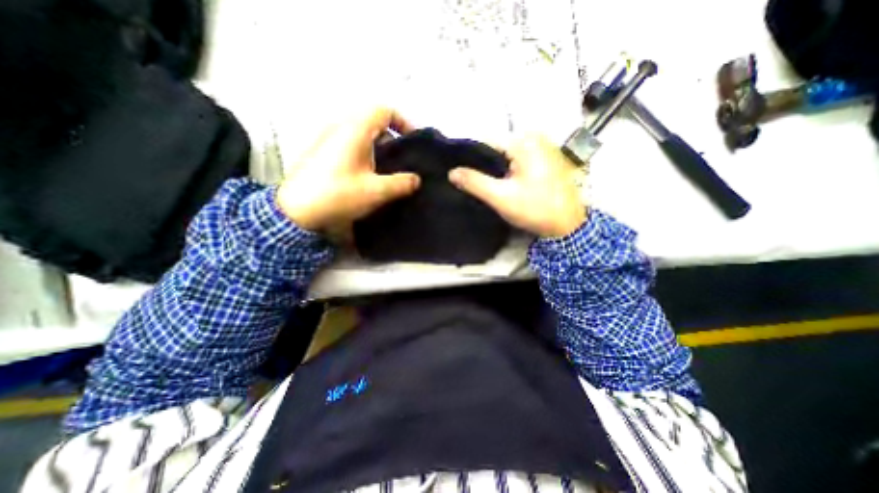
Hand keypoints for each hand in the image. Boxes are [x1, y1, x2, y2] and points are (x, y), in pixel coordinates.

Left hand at [277, 105, 420, 233]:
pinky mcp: (322, 152)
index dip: (403, 122)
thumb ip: (401, 183)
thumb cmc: (338, 195)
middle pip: (373, 122)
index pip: (384, 110)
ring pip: (362, 134)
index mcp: (355, 129)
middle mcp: (340, 127)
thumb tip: (416, 179)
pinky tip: (368, 176)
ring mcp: (328, 138)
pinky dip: (365, 154)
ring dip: (379, 148)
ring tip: (388, 170)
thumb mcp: (376, 191)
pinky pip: (350, 144)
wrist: (296, 211)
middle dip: (393, 139)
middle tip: (403, 160)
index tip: (413, 142)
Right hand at [450, 134, 585, 237]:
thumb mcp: (501, 197)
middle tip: (468, 182)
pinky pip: (516, 161)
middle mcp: (533, 139)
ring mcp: (540, 149)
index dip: (469, 157)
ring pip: (505, 156)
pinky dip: (505, 171)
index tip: (457, 172)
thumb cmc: (535, 209)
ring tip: (481, 184)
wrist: (568, 226)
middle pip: (496, 148)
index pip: (485, 142)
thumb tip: (452, 172)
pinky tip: (499, 184)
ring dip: (493, 170)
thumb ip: (475, 183)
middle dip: (481, 165)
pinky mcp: (543, 161)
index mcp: (523, 142)